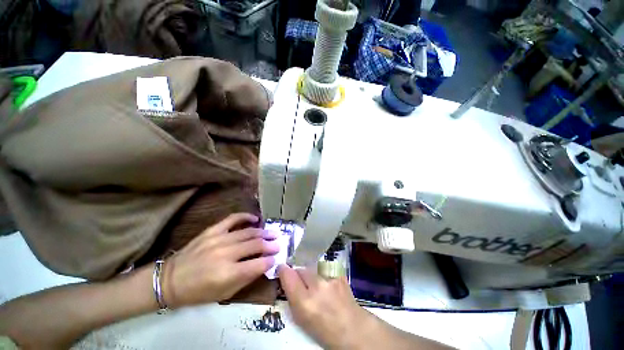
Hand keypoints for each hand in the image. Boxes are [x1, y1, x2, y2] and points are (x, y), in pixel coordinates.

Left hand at [162, 213, 278, 307]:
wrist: (170, 280)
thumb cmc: (198, 292)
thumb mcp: (224, 293)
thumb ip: (246, 278)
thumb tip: (263, 264)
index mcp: (228, 274)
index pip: (259, 264)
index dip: (270, 260)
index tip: (276, 258)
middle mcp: (226, 254)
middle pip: (256, 245)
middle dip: (271, 244)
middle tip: (279, 243)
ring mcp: (219, 239)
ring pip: (248, 232)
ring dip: (263, 232)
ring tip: (273, 233)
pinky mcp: (212, 230)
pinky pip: (233, 219)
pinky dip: (246, 217)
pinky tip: (255, 218)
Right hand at [278, 265, 375, 348]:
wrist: (352, 327)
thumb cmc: (323, 329)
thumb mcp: (301, 318)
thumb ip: (292, 296)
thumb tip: (286, 277)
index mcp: (304, 301)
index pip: (288, 275)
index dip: (283, 270)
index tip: (282, 269)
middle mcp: (317, 286)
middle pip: (301, 268)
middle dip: (298, 273)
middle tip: (301, 282)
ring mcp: (330, 278)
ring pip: (312, 267)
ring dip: (311, 273)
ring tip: (316, 284)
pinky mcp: (338, 273)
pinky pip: (324, 268)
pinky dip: (322, 273)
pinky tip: (327, 283)